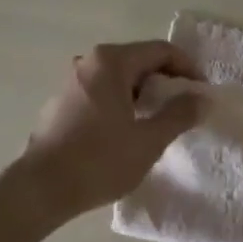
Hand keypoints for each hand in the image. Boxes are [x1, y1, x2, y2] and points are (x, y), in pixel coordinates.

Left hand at [20, 40, 204, 218]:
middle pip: (140, 61)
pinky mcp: (61, 103)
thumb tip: (201, 99)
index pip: (161, 51)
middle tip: (184, 109)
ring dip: (145, 94)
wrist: (40, 190)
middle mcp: (89, 63)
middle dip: (166, 82)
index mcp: (111, 62)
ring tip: (159, 122)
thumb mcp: (149, 140)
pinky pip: (102, 93)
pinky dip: (122, 103)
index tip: (202, 93)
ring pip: (120, 78)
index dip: (188, 69)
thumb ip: (180, 114)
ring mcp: (71, 82)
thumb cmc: (99, 161)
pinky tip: (128, 132)